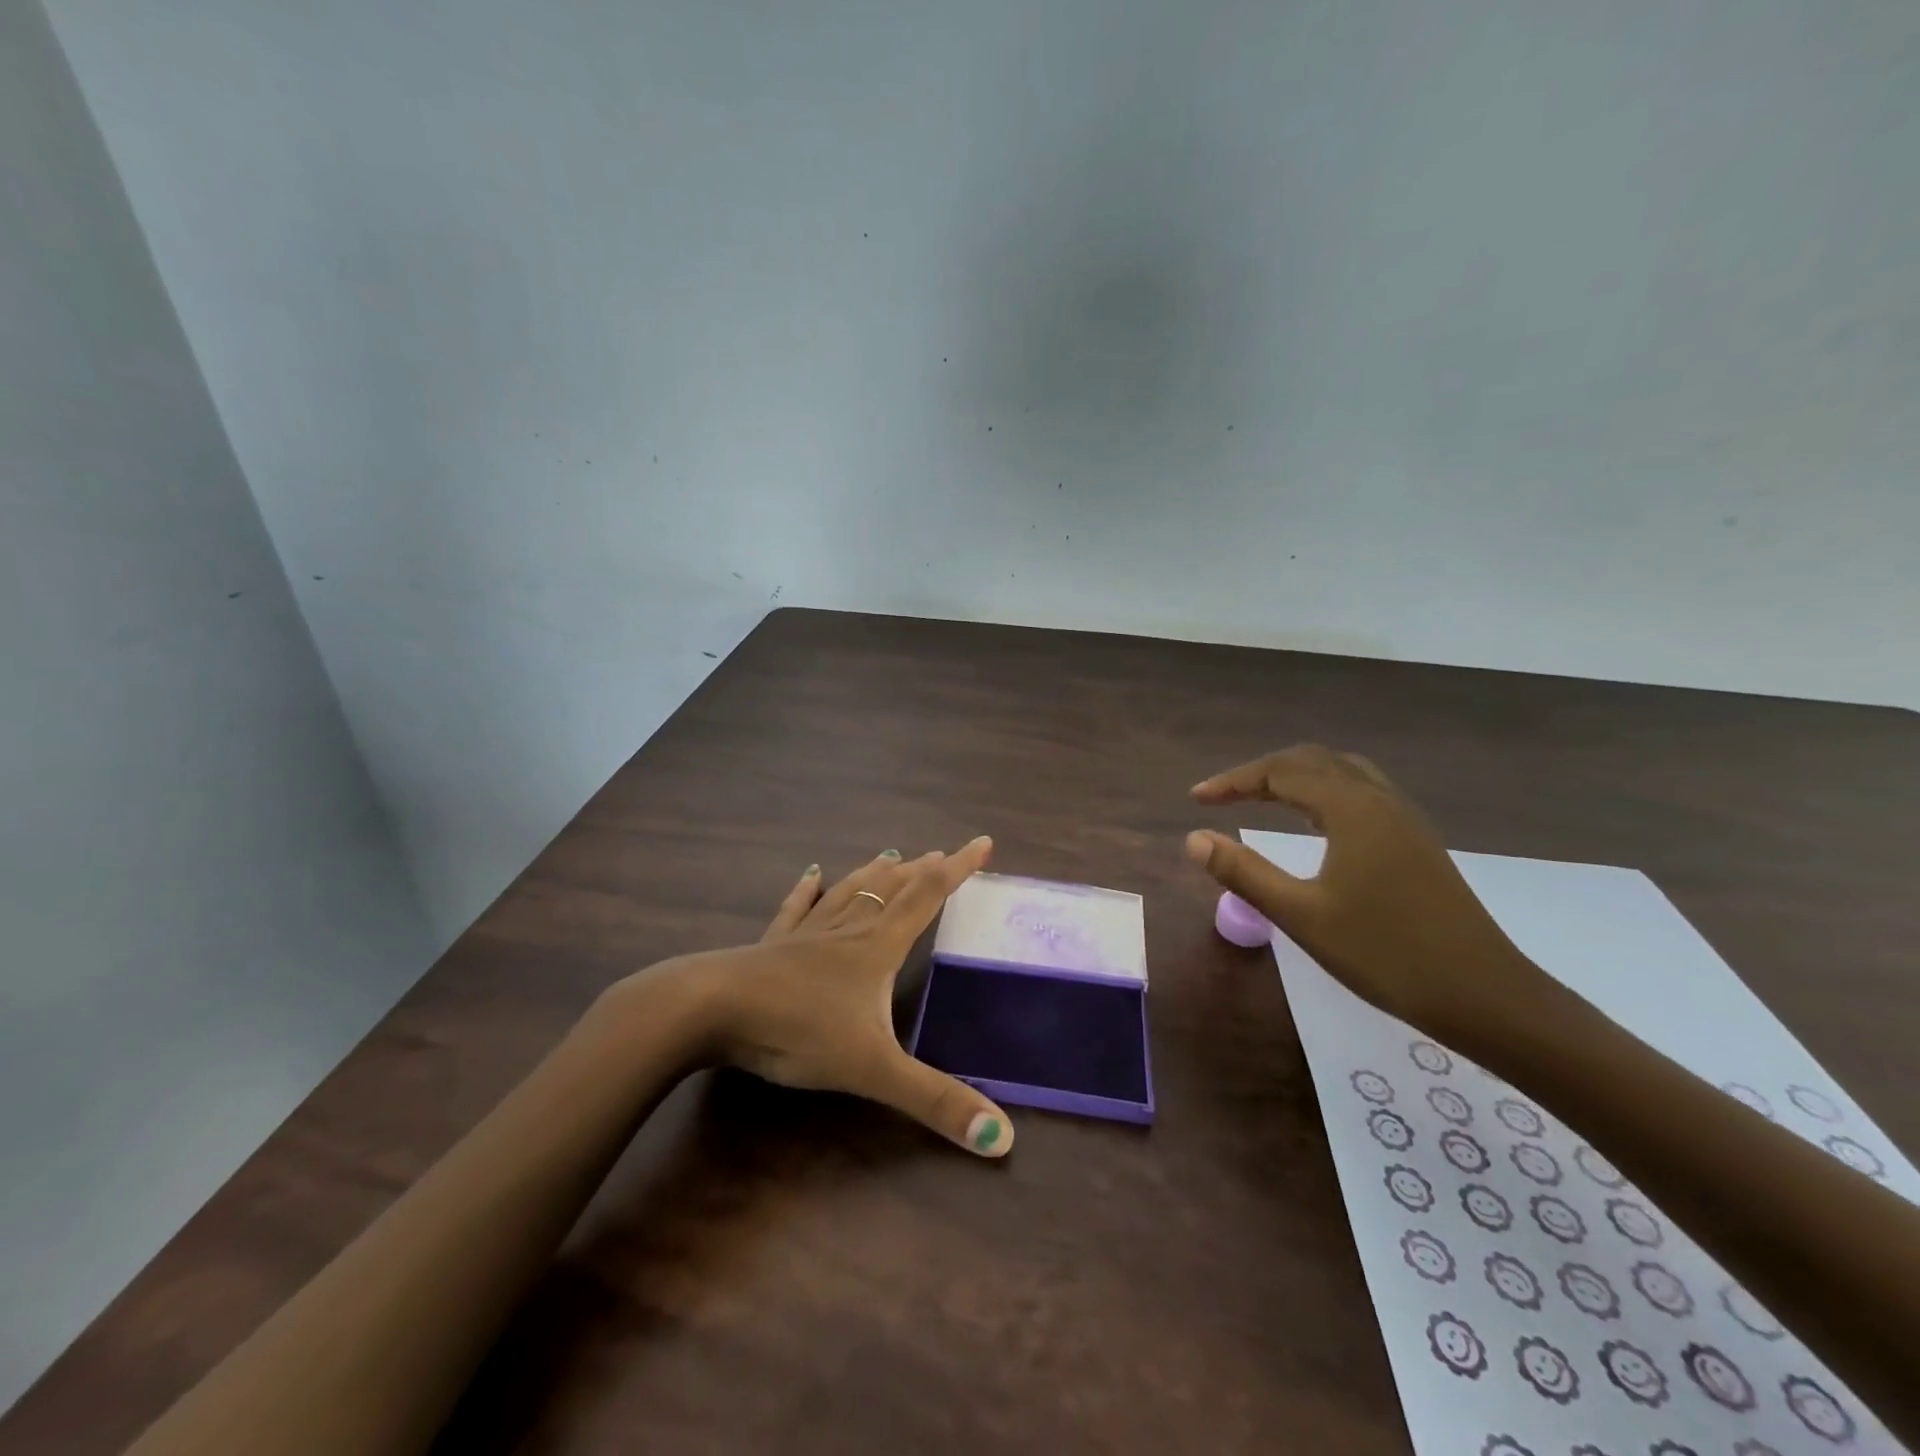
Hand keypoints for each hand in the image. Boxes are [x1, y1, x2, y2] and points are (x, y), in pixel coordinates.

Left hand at [645, 838, 1013, 1157]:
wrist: (712, 1009)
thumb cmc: (797, 1030)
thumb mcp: (873, 1071)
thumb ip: (935, 1101)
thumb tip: (1004, 1138)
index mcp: (877, 947)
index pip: (928, 896)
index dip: (959, 869)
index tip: (984, 842)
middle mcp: (847, 929)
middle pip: (892, 888)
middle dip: (921, 870)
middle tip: (942, 853)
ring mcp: (806, 933)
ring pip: (849, 891)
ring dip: (874, 873)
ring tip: (891, 854)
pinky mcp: (772, 944)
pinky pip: (796, 908)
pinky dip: (807, 889)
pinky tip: (810, 874)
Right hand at [1185, 745, 1553, 1044]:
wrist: (1486, 996)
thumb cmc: (1385, 954)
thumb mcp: (1301, 915)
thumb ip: (1244, 872)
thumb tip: (1194, 838)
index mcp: (1351, 809)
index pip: (1280, 772)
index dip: (1233, 781)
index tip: (1196, 799)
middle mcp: (1380, 800)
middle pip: (1312, 761)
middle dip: (1261, 772)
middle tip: (1223, 797)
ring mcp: (1405, 819)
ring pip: (1341, 773)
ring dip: (1295, 777)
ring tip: (1262, 800)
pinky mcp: (1417, 841)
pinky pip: (1361, 793)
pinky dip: (1324, 792)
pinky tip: (1315, 824)